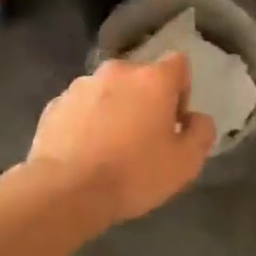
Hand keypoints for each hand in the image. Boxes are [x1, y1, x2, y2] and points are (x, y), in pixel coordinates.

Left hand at [28, 54, 215, 225]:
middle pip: (140, 78)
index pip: (178, 64)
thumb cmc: (133, 174)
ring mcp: (80, 86)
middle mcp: (116, 72)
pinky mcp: (54, 105)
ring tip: (110, 148)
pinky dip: (87, 122)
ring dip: (115, 110)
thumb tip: (196, 119)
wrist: (65, 191)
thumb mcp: (186, 162)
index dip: (181, 90)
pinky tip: (85, 152)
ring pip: (108, 91)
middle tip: (144, 138)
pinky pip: (81, 108)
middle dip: (146, 101)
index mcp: (152, 79)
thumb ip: (201, 132)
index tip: (174, 121)